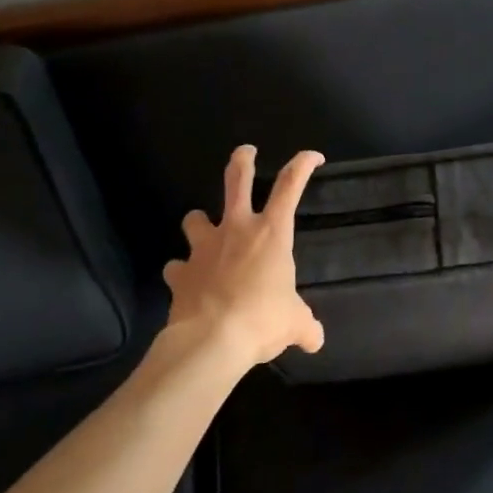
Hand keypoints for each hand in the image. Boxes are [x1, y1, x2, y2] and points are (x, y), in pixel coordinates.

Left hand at [164, 145, 326, 365]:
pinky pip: (177, 266)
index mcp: (272, 232)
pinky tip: (186, 281)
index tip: (313, 156)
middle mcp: (236, 229)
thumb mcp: (294, 324)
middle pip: (237, 180)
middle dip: (242, 160)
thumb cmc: (262, 321)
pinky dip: (181, 271)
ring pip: (195, 218)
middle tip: (246, 151)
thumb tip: (316, 340)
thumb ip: (305, 326)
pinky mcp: (180, 272)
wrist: (211, 341)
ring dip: (199, 222)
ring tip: (203, 230)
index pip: (291, 185)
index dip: (303, 164)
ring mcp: (204, 248)